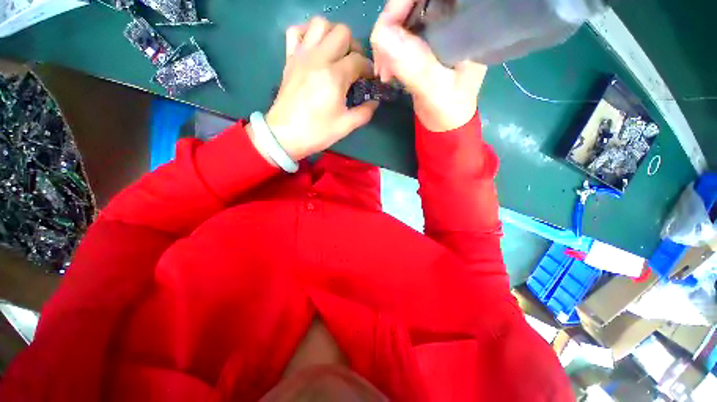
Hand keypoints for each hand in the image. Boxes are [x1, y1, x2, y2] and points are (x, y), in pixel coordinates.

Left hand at [249, 17, 377, 163]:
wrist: (285, 135)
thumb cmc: (317, 132)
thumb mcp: (345, 126)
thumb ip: (364, 112)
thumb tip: (374, 102)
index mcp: (335, 76)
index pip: (359, 60)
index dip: (369, 69)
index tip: (369, 79)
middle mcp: (319, 58)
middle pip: (342, 33)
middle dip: (354, 47)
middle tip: (355, 65)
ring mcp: (302, 56)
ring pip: (320, 24)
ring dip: (333, 34)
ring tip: (337, 53)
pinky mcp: (290, 59)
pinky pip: (296, 31)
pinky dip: (307, 33)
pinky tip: (314, 47)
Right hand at [370, 0, 486, 131]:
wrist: (446, 122)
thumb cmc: (449, 110)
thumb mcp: (434, 91)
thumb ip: (414, 67)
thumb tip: (381, 35)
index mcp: (467, 23)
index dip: (404, 3)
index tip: (385, 31)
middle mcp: (455, 18)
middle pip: (414, 2)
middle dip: (391, 26)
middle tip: (382, 61)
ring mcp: (439, 27)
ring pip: (404, 16)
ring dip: (386, 41)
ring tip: (384, 71)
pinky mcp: (426, 39)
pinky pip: (401, 32)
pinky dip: (389, 49)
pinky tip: (387, 68)